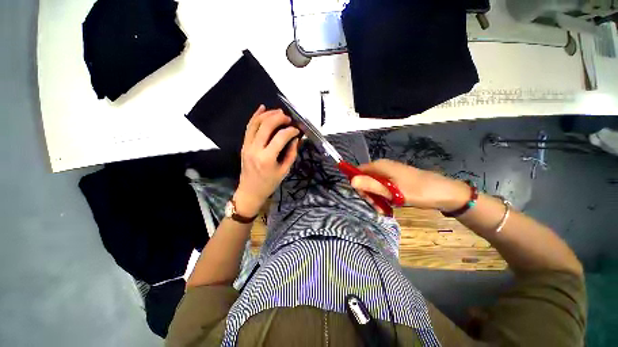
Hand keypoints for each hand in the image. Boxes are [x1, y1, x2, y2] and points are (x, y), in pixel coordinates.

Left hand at [234, 105, 299, 216]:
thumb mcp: (284, 171)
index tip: (297, 130)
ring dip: (268, 114)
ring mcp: (247, 146)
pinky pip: (249, 127)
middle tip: (289, 118)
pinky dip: (255, 116)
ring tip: (278, 112)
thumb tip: (296, 139)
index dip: (291, 131)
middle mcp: (255, 149)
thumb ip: (291, 154)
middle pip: (267, 126)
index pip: (281, 137)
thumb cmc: (269, 183)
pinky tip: (262, 108)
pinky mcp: (244, 145)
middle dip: (279, 118)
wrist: (250, 191)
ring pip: (256, 123)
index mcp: (267, 158)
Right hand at [350, 159, 469, 211]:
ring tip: (384, 210)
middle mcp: (382, 166)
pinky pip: (383, 186)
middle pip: (365, 179)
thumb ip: (370, 185)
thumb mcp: (392, 191)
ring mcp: (389, 172)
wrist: (445, 192)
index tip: (366, 199)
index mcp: (379, 166)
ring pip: (374, 184)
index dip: (358, 185)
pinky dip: (383, 196)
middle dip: (368, 194)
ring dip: (376, 197)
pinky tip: (389, 206)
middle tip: (377, 207)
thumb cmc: (418, 191)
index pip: (358, 172)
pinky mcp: (395, 178)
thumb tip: (350, 181)